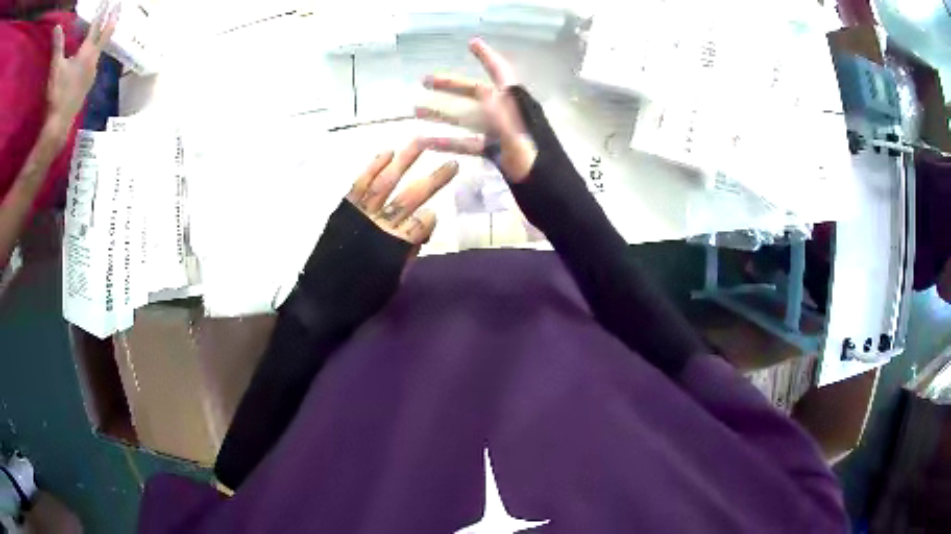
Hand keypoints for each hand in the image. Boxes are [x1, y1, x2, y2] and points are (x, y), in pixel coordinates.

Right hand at [46, 2, 118, 134]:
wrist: (58, 127)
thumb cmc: (56, 95)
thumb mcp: (55, 67)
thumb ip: (56, 46)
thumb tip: (57, 30)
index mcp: (88, 52)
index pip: (97, 25)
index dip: (101, 12)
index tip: (107, 1)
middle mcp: (94, 61)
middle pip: (106, 34)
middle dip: (112, 18)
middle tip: (119, 5)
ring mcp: (91, 75)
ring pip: (100, 51)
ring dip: (102, 39)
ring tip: (104, 31)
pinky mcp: (86, 89)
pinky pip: (93, 66)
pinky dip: (94, 57)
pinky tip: (89, 61)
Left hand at [289, 142, 457, 324]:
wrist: (319, 302)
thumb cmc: (358, 297)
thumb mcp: (391, 283)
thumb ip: (408, 254)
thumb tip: (423, 230)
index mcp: (396, 248)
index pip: (422, 224)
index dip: (429, 221)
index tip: (430, 221)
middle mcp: (380, 226)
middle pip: (410, 198)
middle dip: (433, 180)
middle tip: (452, 163)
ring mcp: (360, 214)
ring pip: (385, 182)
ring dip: (404, 161)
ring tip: (420, 143)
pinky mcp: (344, 209)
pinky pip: (360, 185)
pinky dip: (373, 168)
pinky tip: (386, 153)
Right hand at [415, 38, 537, 181]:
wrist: (554, 198)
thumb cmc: (541, 169)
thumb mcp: (521, 142)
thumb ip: (503, 117)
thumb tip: (484, 91)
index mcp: (518, 107)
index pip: (501, 74)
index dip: (487, 57)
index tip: (472, 43)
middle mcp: (509, 116)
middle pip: (478, 93)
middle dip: (452, 85)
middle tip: (425, 80)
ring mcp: (502, 134)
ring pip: (469, 118)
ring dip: (444, 113)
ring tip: (417, 110)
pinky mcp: (497, 153)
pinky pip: (470, 143)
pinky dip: (449, 142)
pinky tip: (428, 143)